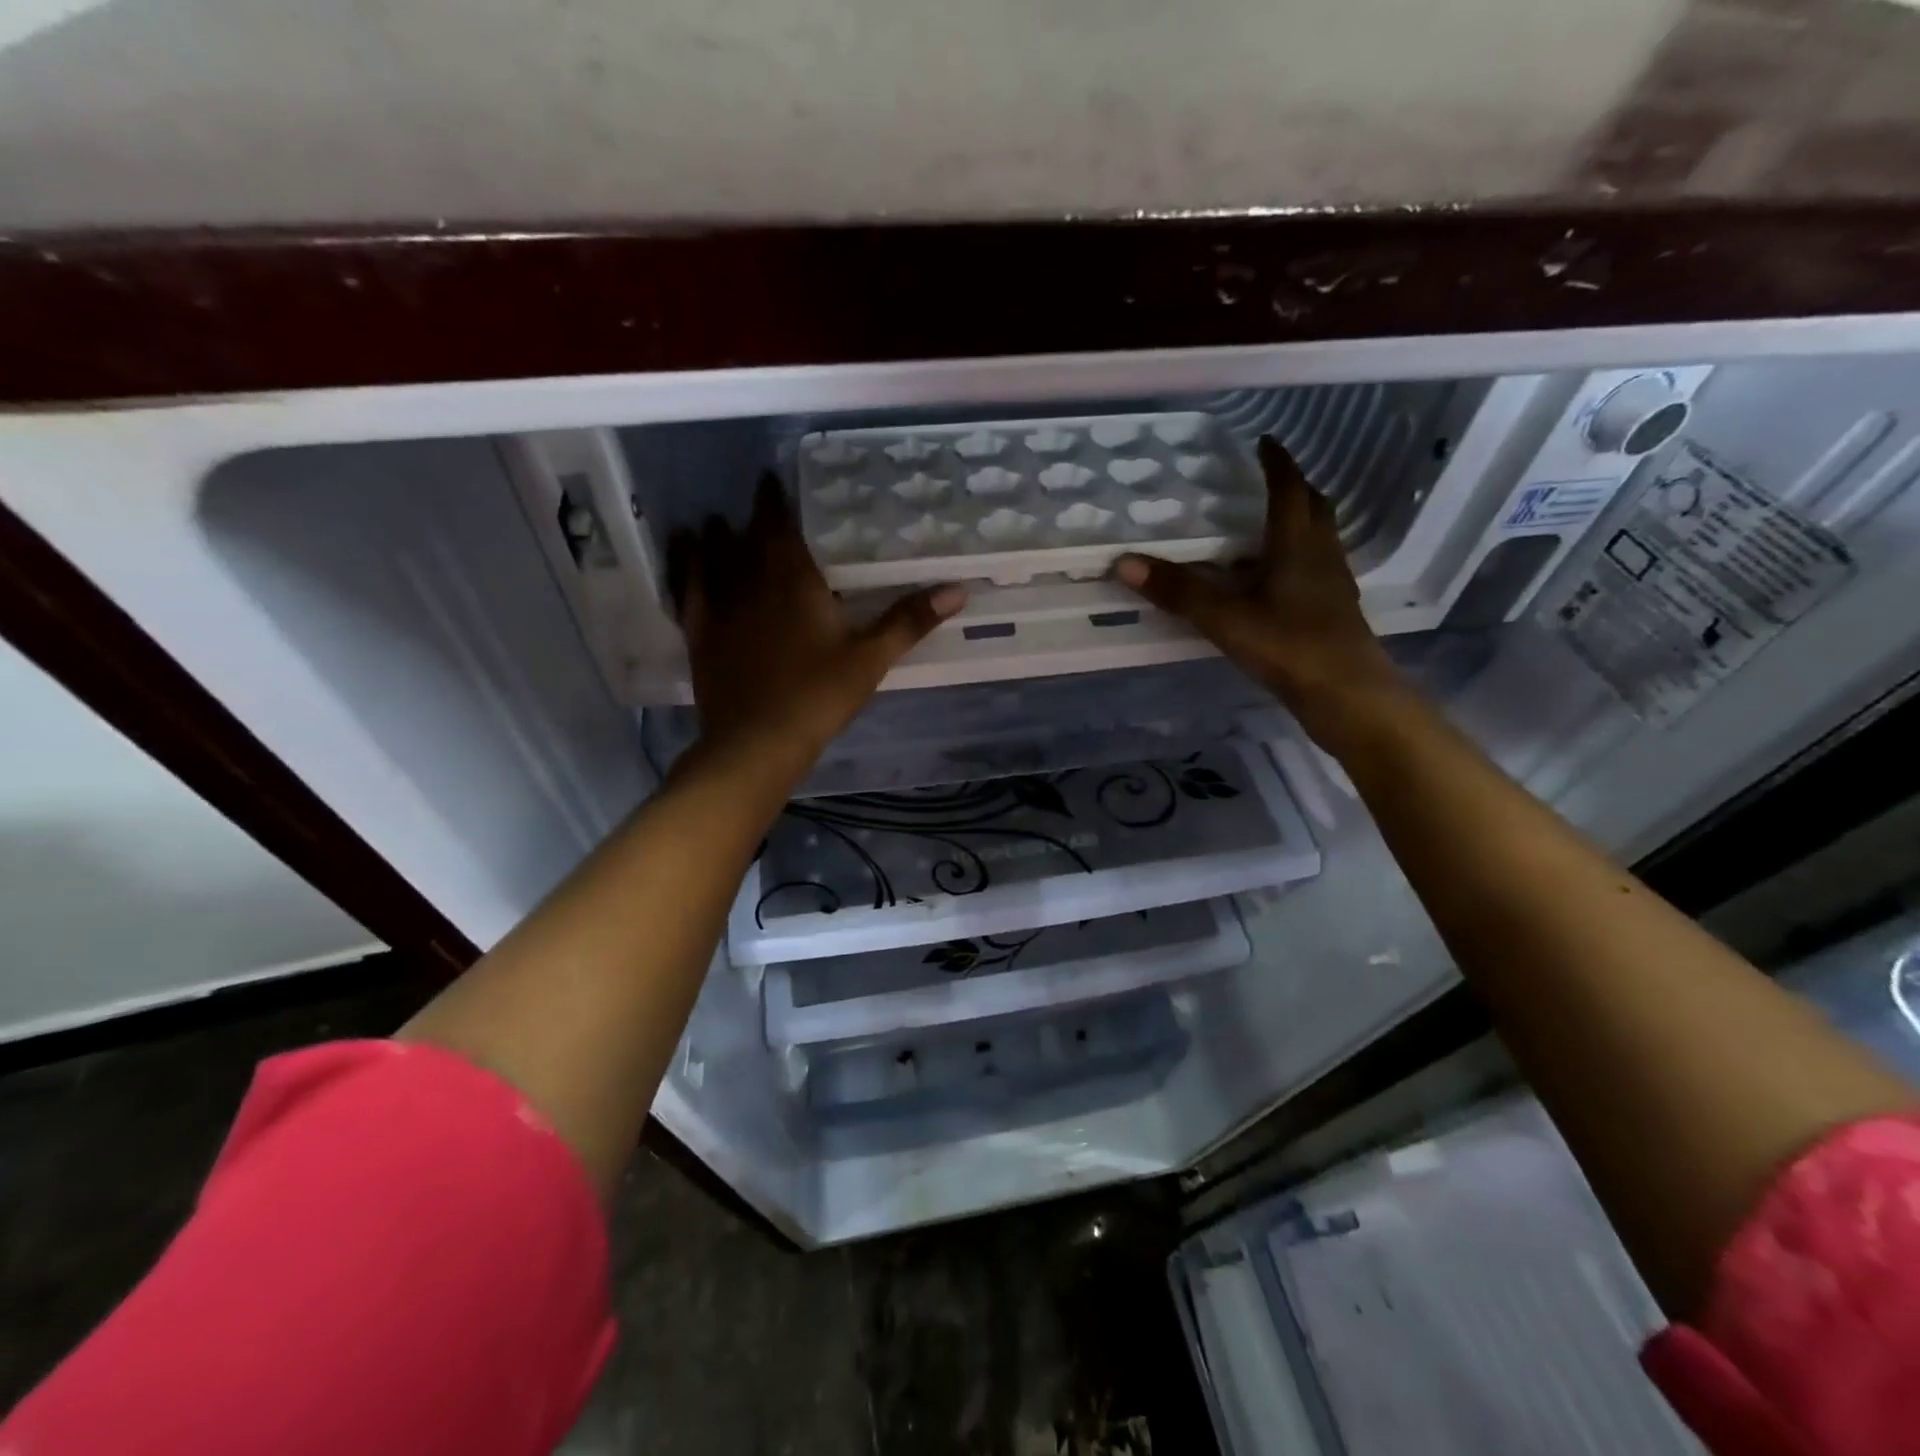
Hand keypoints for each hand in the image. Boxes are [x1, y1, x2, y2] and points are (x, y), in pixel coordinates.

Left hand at [670, 475, 965, 771]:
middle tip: (752, 498)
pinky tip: (682, 562)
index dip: (775, 501)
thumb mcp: (871, 658)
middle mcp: (753, 584)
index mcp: (795, 582)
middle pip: (747, 539)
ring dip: (713, 537)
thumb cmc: (819, 696)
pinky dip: (685, 572)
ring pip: (713, 560)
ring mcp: (722, 610)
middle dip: (751, 516)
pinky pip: (689, 593)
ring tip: (711, 521)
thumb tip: (958, 589)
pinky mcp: (701, 637)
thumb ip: (910, 620)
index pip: (781, 527)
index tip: (771, 479)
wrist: (759, 741)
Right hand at [1114, 435, 1400, 742]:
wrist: (1347, 695)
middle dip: (1294, 488)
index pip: (1289, 489)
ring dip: (1297, 524)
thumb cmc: (1289, 646)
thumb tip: (1124, 563)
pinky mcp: (1334, 611)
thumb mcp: (1225, 618)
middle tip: (1269, 480)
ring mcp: (1332, 584)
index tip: (1264, 441)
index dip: (1277, 463)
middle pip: (1314, 508)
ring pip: (1318, 539)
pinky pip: (1315, 569)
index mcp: (1297, 545)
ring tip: (1265, 528)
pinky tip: (1275, 581)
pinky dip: (1296, 560)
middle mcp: (1321, 555)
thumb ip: (1178, 591)